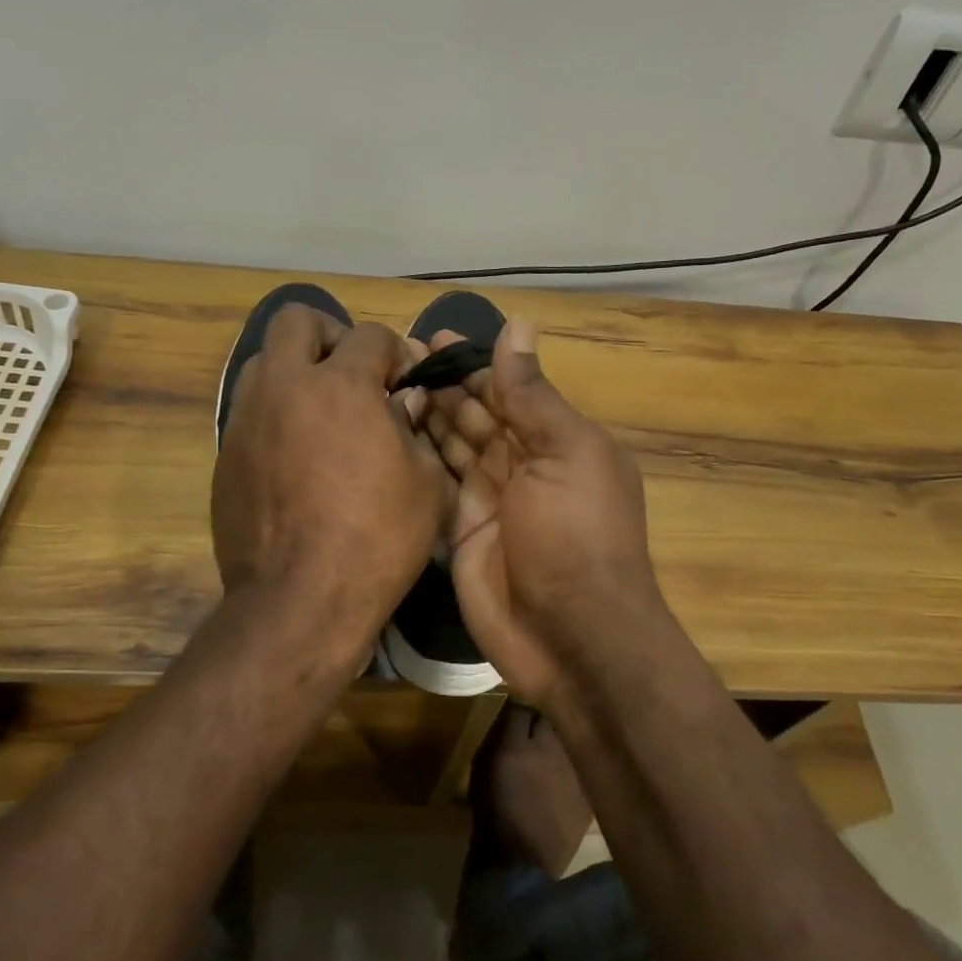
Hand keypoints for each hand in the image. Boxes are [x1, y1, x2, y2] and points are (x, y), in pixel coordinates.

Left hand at [213, 305, 447, 663]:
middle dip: (330, 334)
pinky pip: (251, 411)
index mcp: (340, 387)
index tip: (405, 380)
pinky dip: (278, 415)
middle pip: (296, 320)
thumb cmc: (377, 539)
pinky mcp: (225, 455)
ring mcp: (246, 420)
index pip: (369, 335)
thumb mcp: (426, 483)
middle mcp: (285, 388)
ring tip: (323, 412)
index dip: (396, 352)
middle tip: (353, 372)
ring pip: (265, 361)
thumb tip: (401, 401)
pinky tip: (298, 456)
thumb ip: (414, 427)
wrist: (300, 599)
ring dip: (297, 371)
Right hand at [421, 320, 669, 708]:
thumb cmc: (576, 535)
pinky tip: (388, 432)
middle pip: (479, 414)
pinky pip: (438, 484)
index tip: (431, 339)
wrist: (570, 635)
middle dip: (444, 385)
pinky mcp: (461, 531)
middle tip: (394, 359)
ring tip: (385, 385)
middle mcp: (523, 465)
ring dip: (427, 415)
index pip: (510, 389)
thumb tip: (518, 325)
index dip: (473, 364)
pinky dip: (418, 458)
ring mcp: (490, 500)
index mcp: (557, 440)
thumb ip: (533, 394)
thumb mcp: (565, 453)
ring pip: (454, 445)